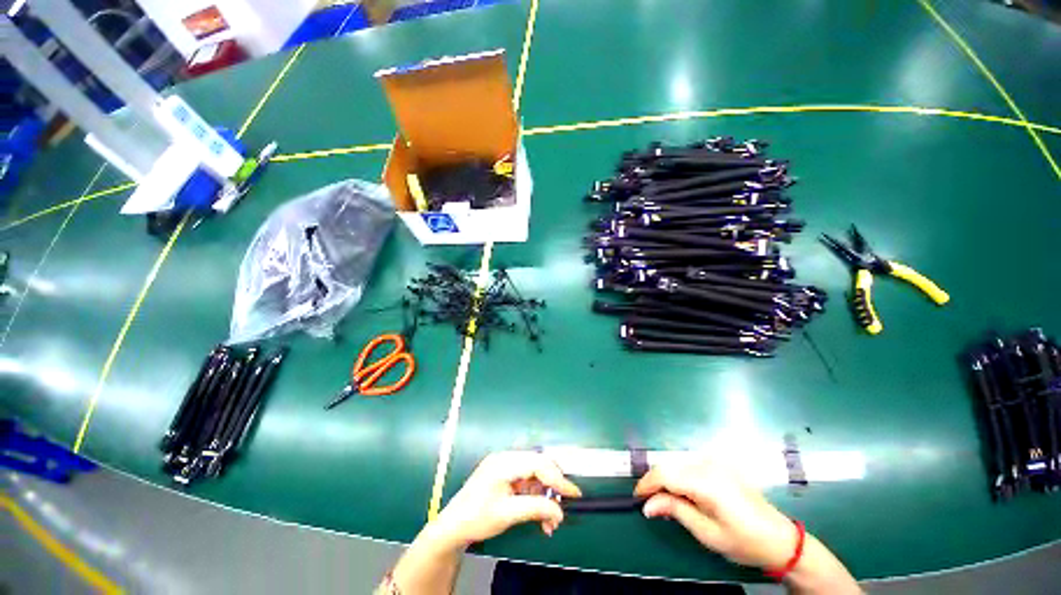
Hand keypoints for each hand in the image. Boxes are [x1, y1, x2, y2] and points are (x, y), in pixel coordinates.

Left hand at [429, 451, 582, 548]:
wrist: (452, 527)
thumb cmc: (477, 518)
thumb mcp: (508, 514)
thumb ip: (536, 509)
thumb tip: (560, 512)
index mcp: (504, 462)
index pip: (538, 463)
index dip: (558, 478)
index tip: (574, 493)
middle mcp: (505, 458)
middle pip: (538, 465)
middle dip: (551, 488)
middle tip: (561, 509)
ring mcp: (504, 465)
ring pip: (534, 475)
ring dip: (544, 497)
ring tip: (549, 522)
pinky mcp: (504, 474)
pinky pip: (526, 481)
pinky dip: (535, 497)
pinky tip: (539, 516)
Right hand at [634, 455, 795, 569]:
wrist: (780, 538)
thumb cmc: (744, 541)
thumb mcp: (707, 533)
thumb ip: (675, 511)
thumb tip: (648, 505)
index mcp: (706, 482)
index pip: (665, 474)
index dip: (647, 484)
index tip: (637, 497)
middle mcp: (709, 465)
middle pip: (669, 465)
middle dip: (656, 482)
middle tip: (652, 504)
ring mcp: (716, 462)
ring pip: (677, 463)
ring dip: (667, 478)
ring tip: (667, 501)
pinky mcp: (720, 464)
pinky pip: (690, 464)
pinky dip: (680, 476)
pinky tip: (684, 493)